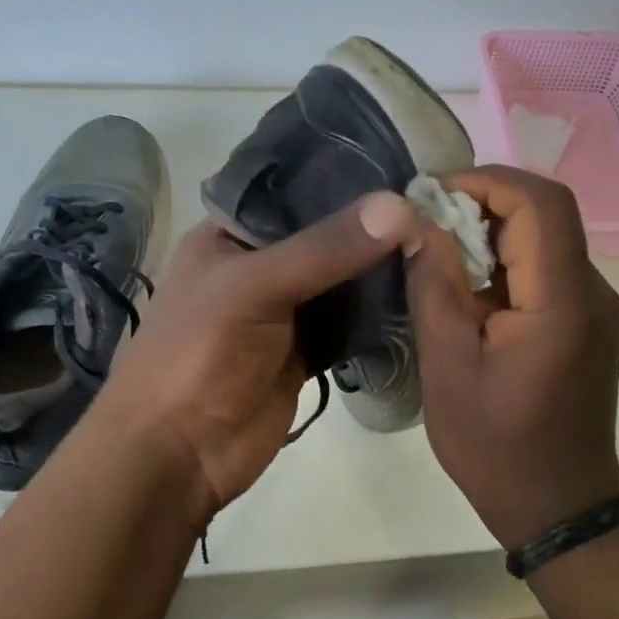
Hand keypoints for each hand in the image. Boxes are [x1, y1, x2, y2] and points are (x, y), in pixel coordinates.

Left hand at [97, 193, 421, 519]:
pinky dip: (377, 315)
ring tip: (440, 244)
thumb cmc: (198, 353)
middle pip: (324, 236)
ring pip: (341, 280)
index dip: (344, 178)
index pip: (293, 190)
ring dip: (379, 269)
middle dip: (372, 226)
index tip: (405, 166)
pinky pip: (348, 323)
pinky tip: (420, 296)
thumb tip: (401, 207)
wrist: (178, 452)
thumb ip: (325, 248)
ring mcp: (284, 311)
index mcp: (231, 234)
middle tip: (438, 209)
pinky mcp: (305, 352)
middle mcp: (259, 266)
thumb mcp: (254, 287)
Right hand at [405, 167, 618, 549]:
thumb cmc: (496, 447)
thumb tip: (417, 223)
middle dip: (483, 202)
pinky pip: (544, 271)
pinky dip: (503, 262)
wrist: (559, 507)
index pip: (541, 203)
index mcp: (562, 301)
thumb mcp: (448, 367)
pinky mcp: (585, 324)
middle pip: (546, 213)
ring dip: (490, 232)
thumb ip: (435, 287)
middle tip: (424, 221)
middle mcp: (592, 293)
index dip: (487, 180)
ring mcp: (594, 309)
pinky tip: (465, 289)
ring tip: (435, 253)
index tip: (431, 192)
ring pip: (545, 239)